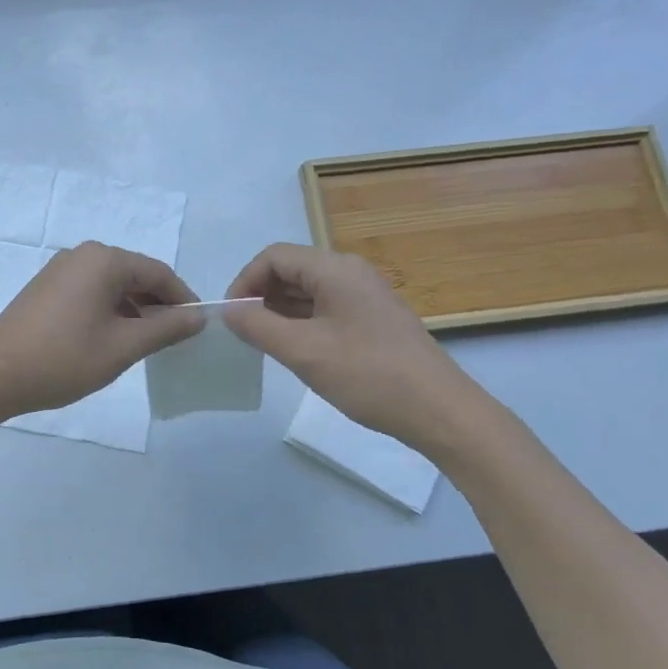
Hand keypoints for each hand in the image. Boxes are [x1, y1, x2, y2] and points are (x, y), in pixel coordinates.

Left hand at [0, 243, 204, 420]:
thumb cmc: (63, 359)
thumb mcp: (123, 346)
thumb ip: (165, 328)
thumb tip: (198, 316)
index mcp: (103, 260)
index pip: (158, 272)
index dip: (182, 299)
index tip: (198, 328)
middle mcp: (82, 255)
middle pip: (135, 274)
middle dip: (158, 304)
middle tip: (175, 338)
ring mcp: (60, 269)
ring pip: (112, 284)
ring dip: (134, 309)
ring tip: (147, 343)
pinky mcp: (46, 287)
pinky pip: (90, 291)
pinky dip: (109, 310)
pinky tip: (113, 338)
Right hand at [222, 243, 490, 453]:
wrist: (440, 411)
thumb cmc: (368, 375)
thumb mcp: (303, 351)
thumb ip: (258, 326)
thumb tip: (228, 310)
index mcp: (334, 269)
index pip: (274, 257)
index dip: (245, 281)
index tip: (230, 316)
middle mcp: (350, 272)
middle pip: (291, 270)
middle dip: (260, 296)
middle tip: (243, 333)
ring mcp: (365, 295)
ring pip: (307, 290)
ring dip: (280, 311)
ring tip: (264, 344)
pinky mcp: (373, 318)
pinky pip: (326, 308)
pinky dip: (302, 322)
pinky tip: (296, 350)